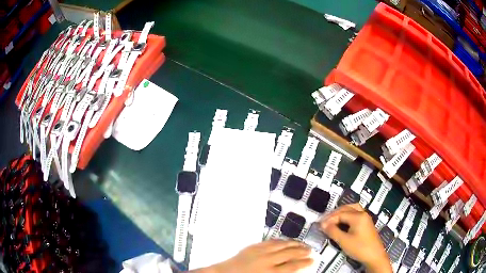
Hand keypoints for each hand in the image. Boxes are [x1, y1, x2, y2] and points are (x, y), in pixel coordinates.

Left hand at [193, 240, 312, 272]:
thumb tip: (293, 270)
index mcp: (270, 272)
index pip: (293, 266)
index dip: (304, 262)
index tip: (312, 260)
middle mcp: (267, 260)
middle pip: (290, 254)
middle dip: (302, 252)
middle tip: (311, 251)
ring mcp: (260, 251)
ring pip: (282, 245)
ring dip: (294, 244)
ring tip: (303, 244)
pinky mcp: (253, 246)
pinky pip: (271, 241)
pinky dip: (281, 240)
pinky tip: (287, 241)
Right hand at [319, 204, 391, 272]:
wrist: (374, 256)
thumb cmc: (359, 248)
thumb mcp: (344, 241)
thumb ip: (333, 231)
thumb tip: (323, 225)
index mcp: (358, 216)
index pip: (340, 214)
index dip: (329, 219)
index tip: (319, 226)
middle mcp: (362, 213)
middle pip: (346, 208)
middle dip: (334, 214)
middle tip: (324, 221)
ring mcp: (366, 218)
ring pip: (352, 209)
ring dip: (341, 213)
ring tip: (332, 220)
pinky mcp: (366, 223)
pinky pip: (355, 214)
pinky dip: (347, 216)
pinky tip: (342, 223)